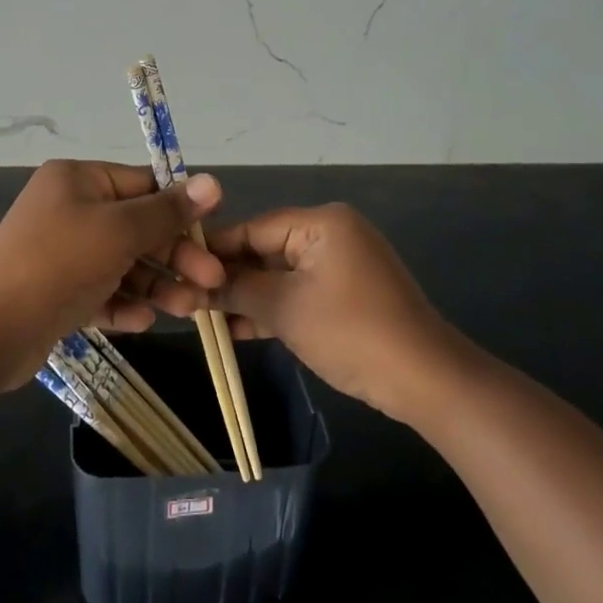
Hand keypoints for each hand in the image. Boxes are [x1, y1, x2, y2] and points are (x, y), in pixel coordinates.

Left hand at [0, 160, 224, 380]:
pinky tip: (142, 322)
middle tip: (212, 283)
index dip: (181, 209)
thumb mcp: (120, 230)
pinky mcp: (57, 292)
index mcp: (79, 179)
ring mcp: (62, 252)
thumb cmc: (59, 263)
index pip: (143, 185)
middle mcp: (69, 209)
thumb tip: (213, 182)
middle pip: (137, 227)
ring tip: (189, 310)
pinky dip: (122, 304)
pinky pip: (100, 292)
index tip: (215, 234)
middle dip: (174, 256)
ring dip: (156, 285)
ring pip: (122, 264)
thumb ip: (168, 211)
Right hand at [208, 204, 463, 424]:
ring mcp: (341, 265)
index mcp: (321, 223)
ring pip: (280, 275)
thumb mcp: (284, 309)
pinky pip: (299, 292)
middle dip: (229, 277)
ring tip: (202, 316)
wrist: (425, 380)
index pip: (253, 228)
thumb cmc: (350, 332)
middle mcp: (332, 234)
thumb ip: (236, 290)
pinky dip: (272, 309)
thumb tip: (194, 285)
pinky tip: (235, 330)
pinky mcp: (347, 294)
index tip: (177, 268)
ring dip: (247, 297)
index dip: (214, 250)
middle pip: (265, 250)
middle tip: (186, 297)